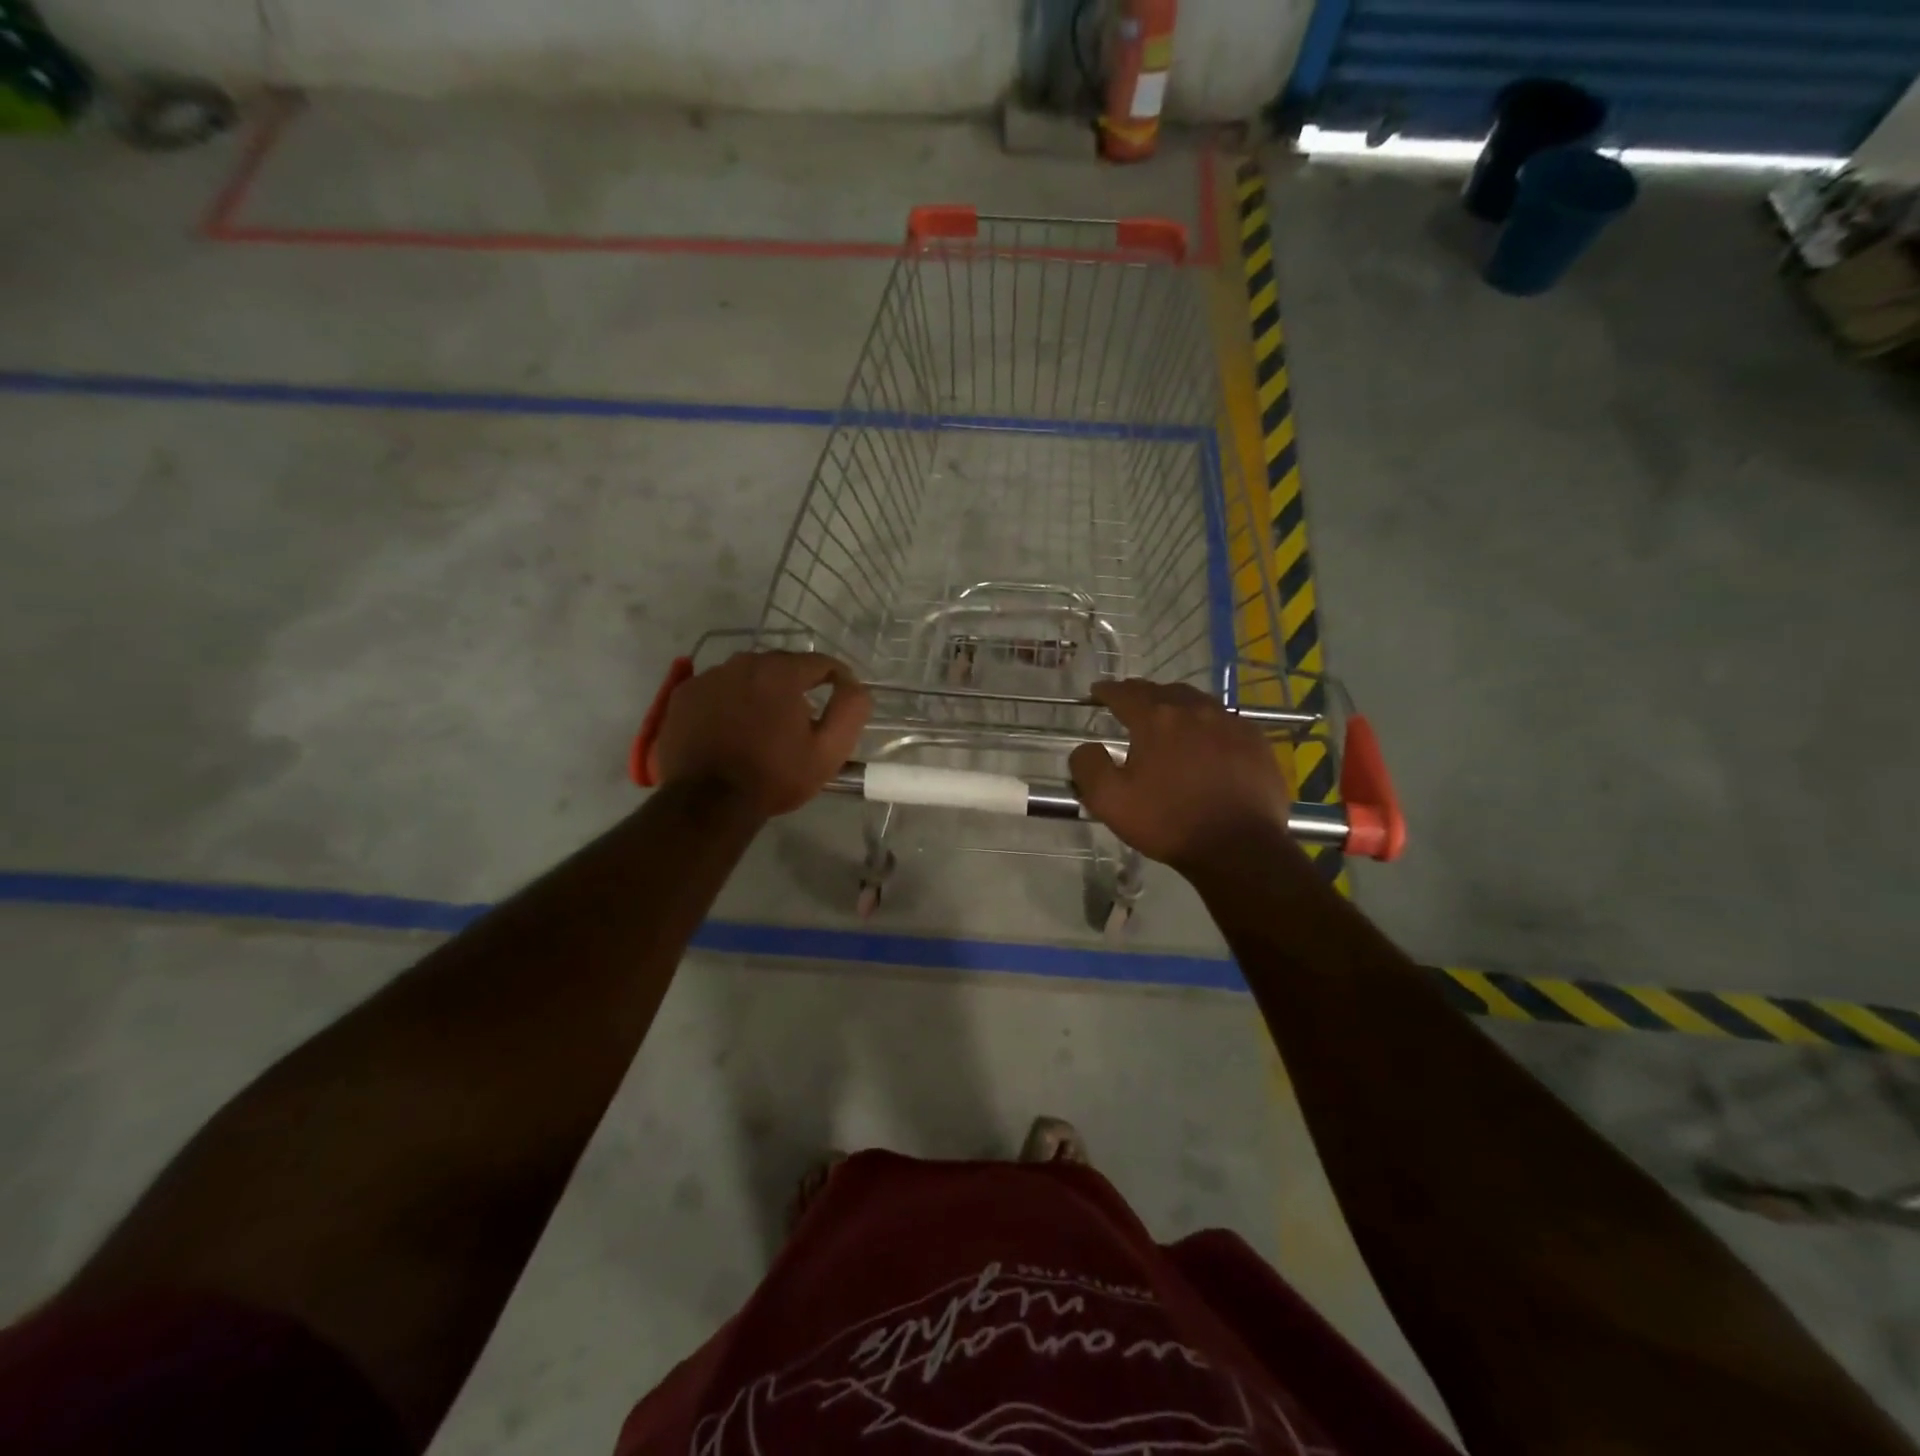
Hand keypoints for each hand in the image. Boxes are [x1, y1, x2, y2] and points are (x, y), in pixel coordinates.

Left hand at [654, 651, 870, 816]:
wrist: (708, 802)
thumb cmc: (774, 776)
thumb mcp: (828, 751)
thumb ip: (850, 710)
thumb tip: (853, 685)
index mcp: (781, 672)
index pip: (820, 662)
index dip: (837, 679)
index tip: (841, 699)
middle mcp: (743, 663)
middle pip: (781, 665)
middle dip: (796, 686)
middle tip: (801, 719)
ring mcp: (708, 677)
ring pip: (747, 675)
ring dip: (760, 692)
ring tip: (764, 725)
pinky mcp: (683, 695)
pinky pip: (717, 689)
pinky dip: (729, 701)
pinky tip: (731, 728)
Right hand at [1069, 679, 1297, 871]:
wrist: (1239, 847)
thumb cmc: (1168, 822)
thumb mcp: (1109, 801)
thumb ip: (1088, 766)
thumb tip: (1086, 747)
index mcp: (1155, 720)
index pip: (1124, 693)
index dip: (1107, 691)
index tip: (1097, 692)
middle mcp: (1193, 710)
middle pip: (1161, 691)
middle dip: (1141, 694)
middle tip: (1130, 703)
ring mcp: (1230, 723)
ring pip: (1196, 701)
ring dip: (1175, 704)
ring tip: (1167, 717)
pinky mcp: (1255, 741)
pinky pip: (1225, 721)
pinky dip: (1207, 723)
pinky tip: (1206, 740)